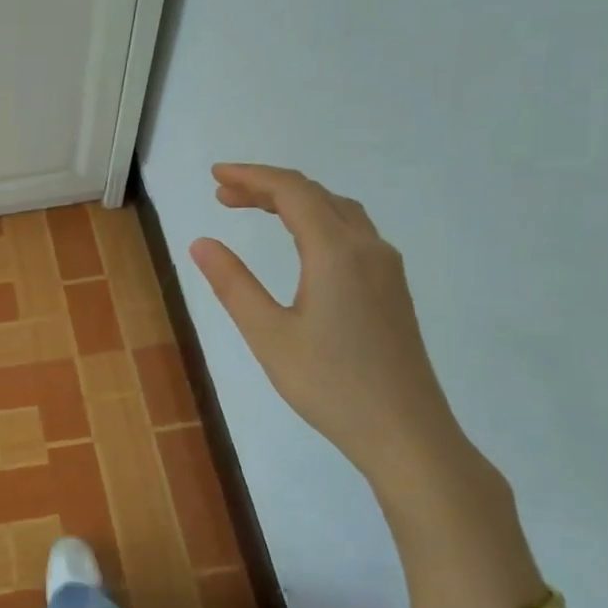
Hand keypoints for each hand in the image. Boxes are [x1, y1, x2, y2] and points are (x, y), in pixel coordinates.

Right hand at [190, 164, 465, 489]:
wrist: (406, 432)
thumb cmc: (330, 385)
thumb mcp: (268, 335)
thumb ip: (233, 284)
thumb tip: (201, 242)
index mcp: (336, 253)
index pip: (292, 192)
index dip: (252, 176)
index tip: (215, 175)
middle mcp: (368, 248)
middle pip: (316, 195)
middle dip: (268, 187)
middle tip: (224, 195)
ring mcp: (386, 268)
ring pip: (338, 211)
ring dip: (295, 202)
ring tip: (255, 210)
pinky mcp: (392, 288)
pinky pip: (352, 232)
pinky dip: (317, 220)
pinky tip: (300, 243)